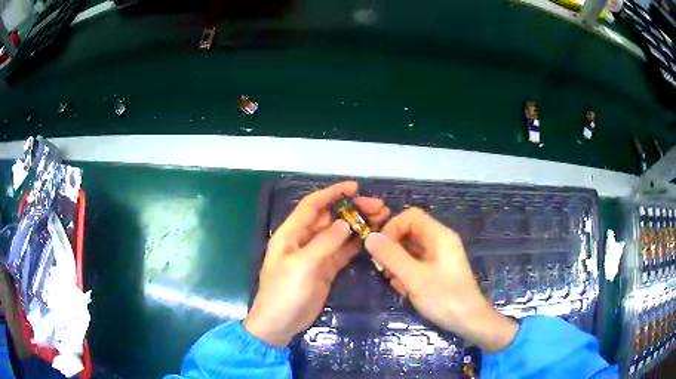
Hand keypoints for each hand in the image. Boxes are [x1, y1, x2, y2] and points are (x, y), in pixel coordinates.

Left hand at [244, 181, 389, 347]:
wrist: (279, 323)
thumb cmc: (284, 292)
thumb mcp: (302, 265)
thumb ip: (324, 243)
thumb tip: (345, 223)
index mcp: (291, 233)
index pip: (312, 205)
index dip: (332, 193)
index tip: (354, 187)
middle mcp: (304, 240)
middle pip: (330, 218)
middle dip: (352, 209)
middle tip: (378, 206)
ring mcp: (316, 255)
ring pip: (339, 234)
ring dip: (358, 225)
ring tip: (382, 218)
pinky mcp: (326, 270)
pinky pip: (343, 252)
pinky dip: (356, 244)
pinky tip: (372, 238)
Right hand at [364, 207, 517, 352]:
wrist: (468, 321)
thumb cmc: (444, 298)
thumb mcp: (414, 278)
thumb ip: (391, 256)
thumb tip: (370, 237)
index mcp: (440, 236)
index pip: (411, 216)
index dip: (393, 227)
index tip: (380, 248)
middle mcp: (441, 242)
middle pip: (410, 232)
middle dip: (393, 248)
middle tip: (383, 269)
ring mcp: (440, 257)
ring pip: (412, 249)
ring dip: (398, 262)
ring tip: (395, 282)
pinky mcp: (438, 270)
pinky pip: (417, 263)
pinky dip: (407, 272)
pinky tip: (404, 289)